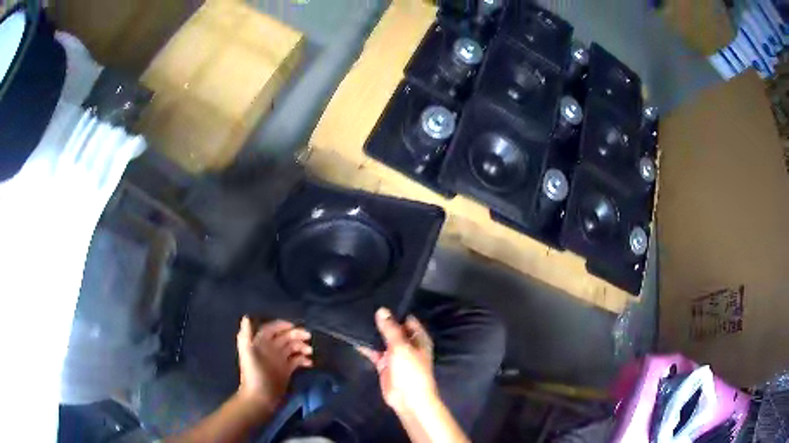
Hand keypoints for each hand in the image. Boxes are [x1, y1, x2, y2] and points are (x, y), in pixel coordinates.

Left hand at [236, 316, 312, 411]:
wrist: (260, 397)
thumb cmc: (254, 374)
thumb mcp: (248, 353)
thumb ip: (246, 334)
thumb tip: (247, 317)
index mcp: (260, 343)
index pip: (271, 329)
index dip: (281, 325)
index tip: (294, 325)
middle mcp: (270, 350)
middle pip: (284, 337)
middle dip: (296, 335)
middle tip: (308, 337)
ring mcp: (279, 360)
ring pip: (292, 348)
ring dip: (302, 347)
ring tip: (310, 351)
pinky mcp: (286, 371)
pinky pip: (297, 361)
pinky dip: (304, 359)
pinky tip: (309, 363)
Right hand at [357, 308, 437, 413]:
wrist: (408, 399)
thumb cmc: (410, 370)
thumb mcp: (401, 347)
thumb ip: (390, 329)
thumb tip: (382, 310)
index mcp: (418, 338)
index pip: (407, 319)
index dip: (395, 311)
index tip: (378, 300)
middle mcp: (408, 345)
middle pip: (394, 330)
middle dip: (381, 322)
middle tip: (363, 307)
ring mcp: (396, 355)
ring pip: (383, 341)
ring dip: (373, 334)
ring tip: (356, 319)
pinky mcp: (385, 365)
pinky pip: (374, 353)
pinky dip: (366, 347)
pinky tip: (354, 338)